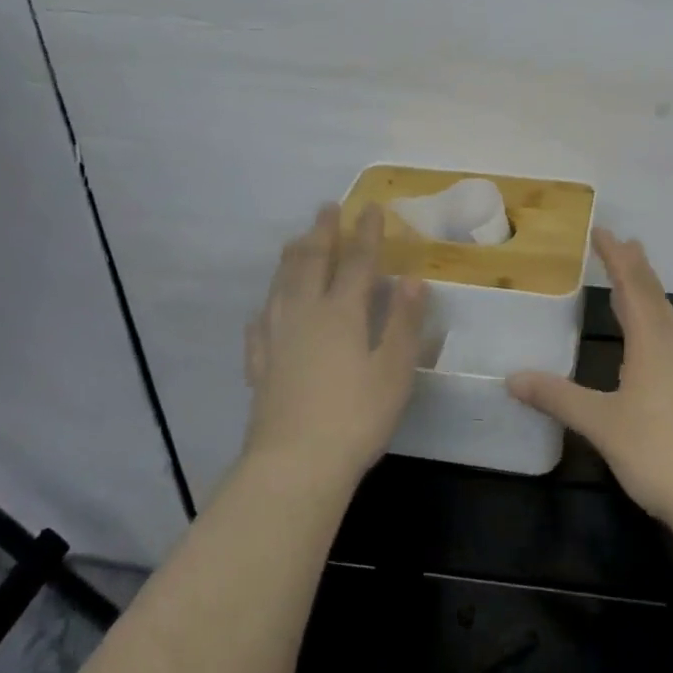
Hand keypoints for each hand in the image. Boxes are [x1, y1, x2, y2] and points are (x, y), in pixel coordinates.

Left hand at [243, 204, 427, 484]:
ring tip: (294, 241)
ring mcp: (276, 340)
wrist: (295, 464)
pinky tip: (264, 310)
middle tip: (325, 208)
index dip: (365, 234)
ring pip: (281, 287)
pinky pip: (260, 326)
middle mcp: (305, 316)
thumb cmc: (356, 417)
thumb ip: (402, 322)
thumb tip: (412, 279)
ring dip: (290, 259)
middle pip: (312, 264)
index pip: (357, 263)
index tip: (370, 207)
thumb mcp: (394, 370)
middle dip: (322, 234)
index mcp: (341, 313)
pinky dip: (265, 309)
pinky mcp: (260, 367)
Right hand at [508, 229, 672, 528]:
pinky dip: (655, 325)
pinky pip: (671, 342)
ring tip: (631, 286)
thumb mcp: (600, 423)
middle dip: (635, 269)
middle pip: (655, 297)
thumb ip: (557, 397)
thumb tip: (512, 378)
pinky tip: (650, 344)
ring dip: (647, 296)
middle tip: (621, 244)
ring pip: (667, 320)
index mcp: (653, 344)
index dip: (616, 258)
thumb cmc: (658, 452)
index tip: (603, 232)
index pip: (633, 287)